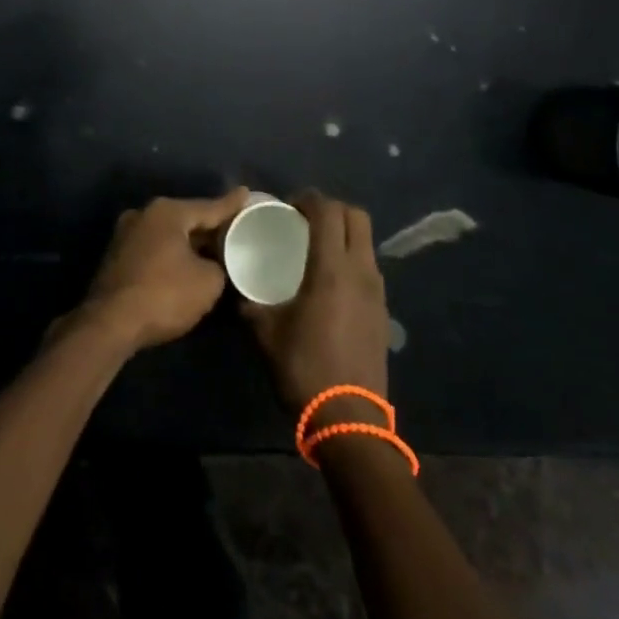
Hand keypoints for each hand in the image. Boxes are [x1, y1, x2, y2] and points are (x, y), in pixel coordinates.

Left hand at [78, 190, 244, 352]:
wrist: (110, 323)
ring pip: (168, 234)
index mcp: (167, 212)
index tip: (246, 193)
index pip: (208, 207)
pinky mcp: (116, 256)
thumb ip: (219, 266)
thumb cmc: (164, 294)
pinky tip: (184, 266)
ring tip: (212, 249)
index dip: (231, 204)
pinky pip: (153, 248)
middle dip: (209, 226)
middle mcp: (143, 214)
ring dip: (188, 243)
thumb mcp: (208, 282)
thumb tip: (212, 265)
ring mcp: (125, 234)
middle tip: (233, 229)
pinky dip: (170, 254)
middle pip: (186, 218)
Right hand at [243, 192, 388, 416]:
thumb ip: (249, 300)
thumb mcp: (264, 331)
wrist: (349, 419)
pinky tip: (329, 282)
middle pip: (356, 216)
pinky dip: (351, 259)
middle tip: (304, 221)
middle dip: (331, 209)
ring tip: (316, 249)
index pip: (328, 211)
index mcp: (331, 269)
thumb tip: (236, 283)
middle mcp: (360, 271)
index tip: (287, 207)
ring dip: (344, 233)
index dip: (308, 199)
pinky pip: (369, 267)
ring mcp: (377, 291)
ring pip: (366, 242)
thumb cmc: (303, 368)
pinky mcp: (382, 311)